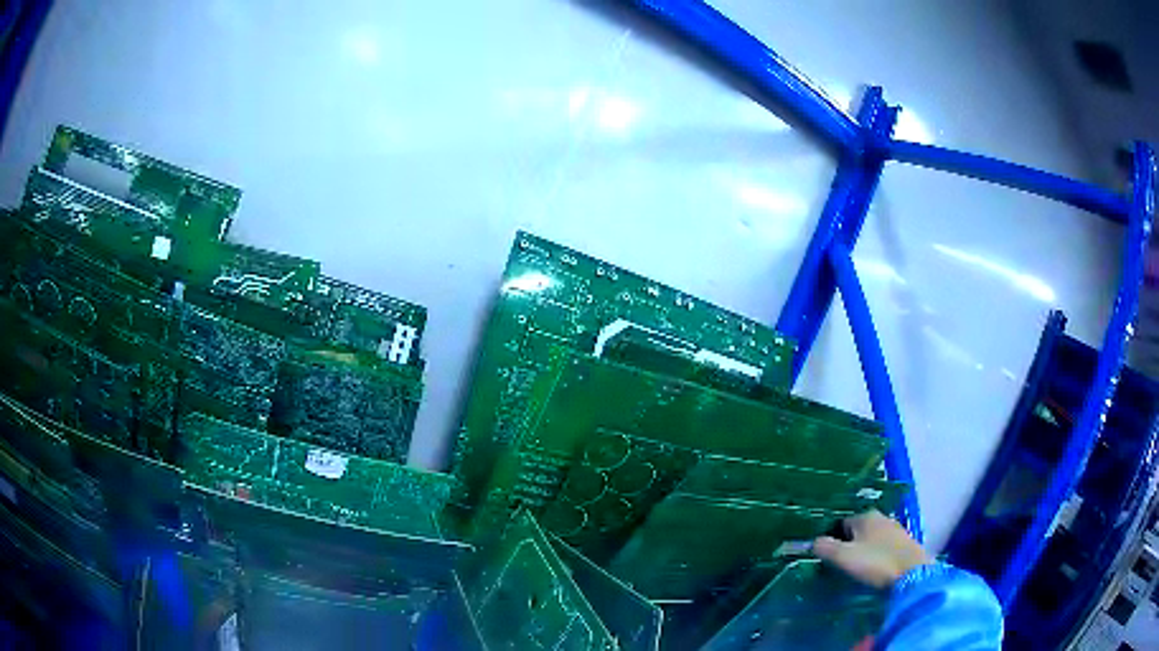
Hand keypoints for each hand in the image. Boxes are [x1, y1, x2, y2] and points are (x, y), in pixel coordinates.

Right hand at [811, 510, 931, 588]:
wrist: (912, 574)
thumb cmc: (875, 563)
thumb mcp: (843, 557)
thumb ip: (825, 548)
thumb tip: (813, 542)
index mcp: (865, 516)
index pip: (841, 523)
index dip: (832, 540)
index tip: (827, 557)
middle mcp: (882, 518)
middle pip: (858, 530)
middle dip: (849, 544)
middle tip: (841, 564)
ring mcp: (896, 529)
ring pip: (872, 539)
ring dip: (864, 550)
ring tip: (858, 569)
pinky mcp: (905, 543)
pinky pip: (884, 547)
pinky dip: (877, 556)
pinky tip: (875, 569)